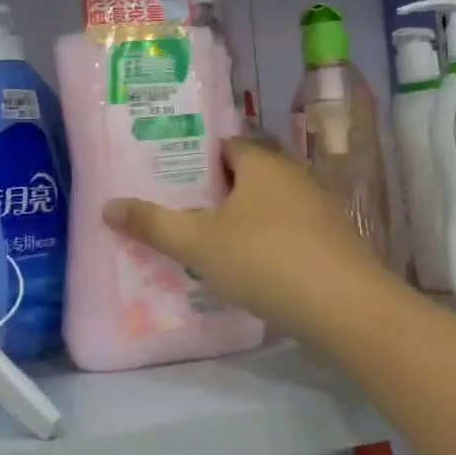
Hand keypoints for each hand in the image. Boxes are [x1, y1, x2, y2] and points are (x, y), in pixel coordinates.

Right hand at [102, 138, 406, 342]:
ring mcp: (320, 209)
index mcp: (262, 163)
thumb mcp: (198, 244)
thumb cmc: (265, 260)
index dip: (198, 159)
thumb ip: (152, 225)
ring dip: (243, 221)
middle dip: (217, 193)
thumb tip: (108, 206)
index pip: (226, 145)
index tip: (172, 180)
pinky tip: (252, 271)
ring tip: (209, 245)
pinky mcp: (335, 243)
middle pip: (247, 175)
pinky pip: (290, 232)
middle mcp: (294, 176)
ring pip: (270, 206)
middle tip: (181, 214)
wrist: (347, 308)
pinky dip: (269, 244)